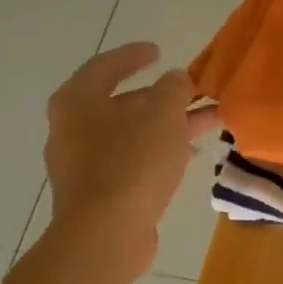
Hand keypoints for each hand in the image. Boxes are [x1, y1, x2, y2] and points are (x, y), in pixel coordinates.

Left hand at [44, 42, 221, 279]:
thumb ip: (173, 89)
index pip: (107, 66)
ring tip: (209, 124)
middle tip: (198, 94)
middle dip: (165, 98)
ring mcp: (83, 162)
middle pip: (123, 103)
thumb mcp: (163, 115)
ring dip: (169, 126)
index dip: (135, 56)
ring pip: (133, 134)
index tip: (159, 51)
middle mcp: (73, 127)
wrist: (107, 232)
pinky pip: (132, 160)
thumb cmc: (132, 162)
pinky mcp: (98, 192)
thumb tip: (176, 79)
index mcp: (78, 100)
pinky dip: (159, 152)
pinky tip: (188, 157)